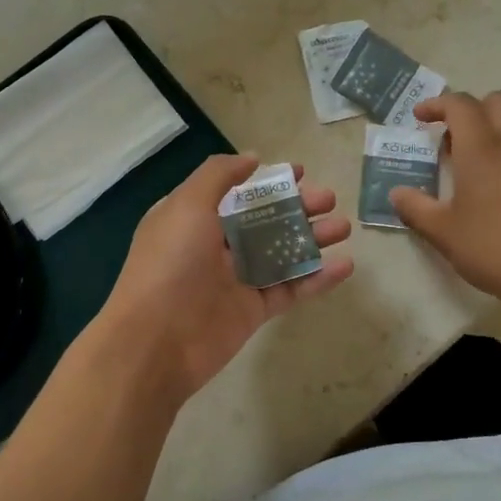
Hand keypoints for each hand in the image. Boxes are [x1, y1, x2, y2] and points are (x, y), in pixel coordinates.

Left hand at [95, 153, 353, 406]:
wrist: (156, 343)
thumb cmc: (170, 264)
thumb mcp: (187, 205)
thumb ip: (218, 176)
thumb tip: (251, 158)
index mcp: (194, 218)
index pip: (237, 194)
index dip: (267, 182)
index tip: (301, 172)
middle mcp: (214, 246)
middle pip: (265, 221)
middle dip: (298, 208)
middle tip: (329, 200)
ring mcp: (235, 280)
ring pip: (281, 253)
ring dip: (313, 239)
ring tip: (343, 227)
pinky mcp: (253, 311)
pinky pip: (290, 289)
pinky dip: (317, 278)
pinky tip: (345, 265)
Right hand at [388, 91, 500, 319]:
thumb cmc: (495, 249)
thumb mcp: (444, 233)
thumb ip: (416, 208)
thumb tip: (397, 193)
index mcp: (482, 149)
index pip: (460, 105)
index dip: (437, 104)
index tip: (419, 118)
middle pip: (497, 100)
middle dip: (470, 109)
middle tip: (450, 137)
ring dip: (490, 132)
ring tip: (468, 167)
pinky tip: (495, 190)